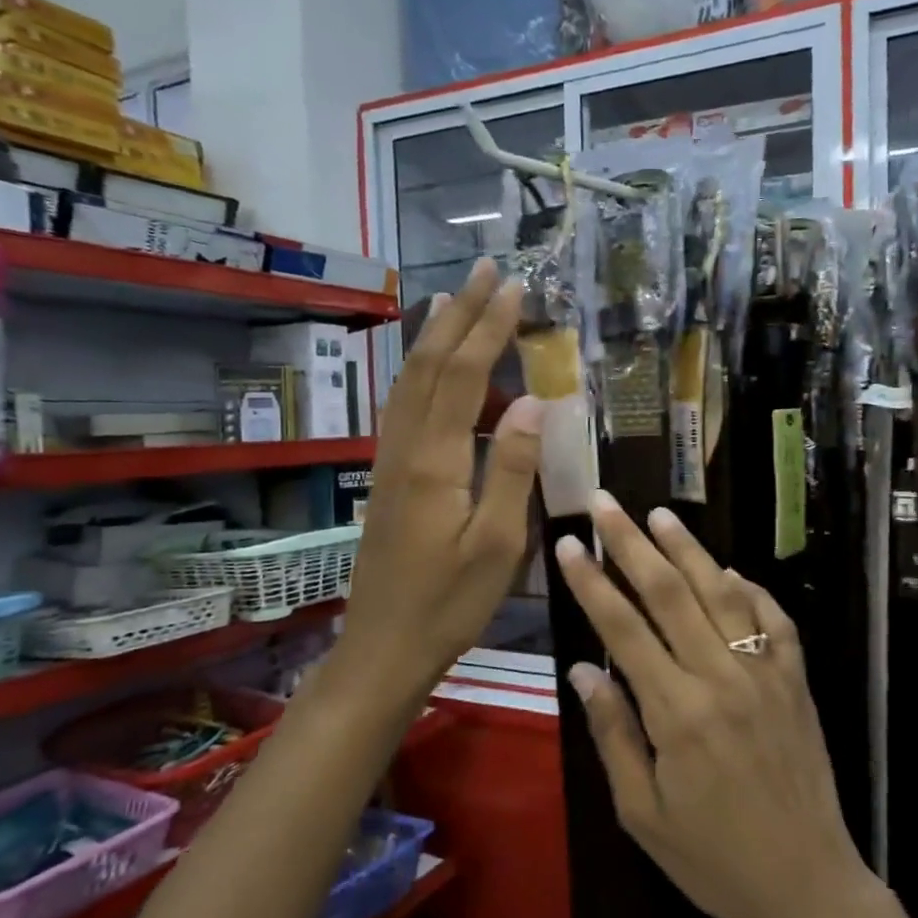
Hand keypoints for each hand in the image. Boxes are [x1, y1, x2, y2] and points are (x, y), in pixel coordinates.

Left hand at [337, 258, 540, 710]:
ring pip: (411, 382)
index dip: (489, 327)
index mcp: (435, 461)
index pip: (465, 376)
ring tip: (455, 298)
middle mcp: (406, 448)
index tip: (514, 287)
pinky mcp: (391, 478)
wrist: (384, 646)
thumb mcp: (497, 545)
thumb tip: (533, 402)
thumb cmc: (449, 603)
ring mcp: (392, 462)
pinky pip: (404, 406)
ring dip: (435, 336)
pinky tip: (433, 368)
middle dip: (459, 314)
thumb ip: (511, 470)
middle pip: (430, 366)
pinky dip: (422, 371)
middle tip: (485, 271)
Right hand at [555, 493, 906, 917]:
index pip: (624, 629)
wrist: (806, 885)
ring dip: (690, 550)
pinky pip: (775, 620)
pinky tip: (729, 571)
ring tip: (661, 514)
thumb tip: (582, 668)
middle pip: (671, 593)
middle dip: (633, 543)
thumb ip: (613, 734)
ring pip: (723, 593)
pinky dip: (752, 589)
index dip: (593, 582)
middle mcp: (722, 678)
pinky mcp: (797, 681)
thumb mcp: (642, 813)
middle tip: (606, 502)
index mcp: (677, 713)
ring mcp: (766, 674)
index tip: (570, 544)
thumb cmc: (712, 860)